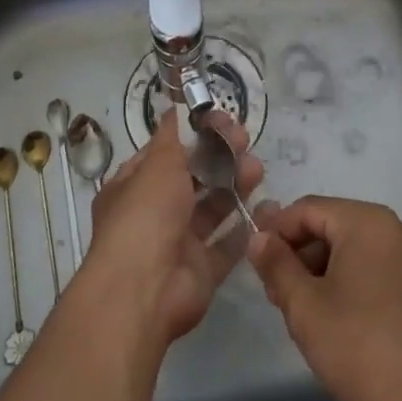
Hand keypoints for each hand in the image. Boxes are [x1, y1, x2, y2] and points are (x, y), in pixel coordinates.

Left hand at [71, 108, 263, 350]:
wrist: (144, 291)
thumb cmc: (145, 215)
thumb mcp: (157, 164)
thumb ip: (171, 137)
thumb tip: (173, 109)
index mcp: (134, 186)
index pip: (165, 153)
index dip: (191, 135)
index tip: (219, 120)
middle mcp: (154, 213)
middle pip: (192, 179)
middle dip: (219, 157)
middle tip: (244, 139)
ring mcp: (178, 243)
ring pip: (212, 208)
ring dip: (235, 185)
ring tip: (257, 168)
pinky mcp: (202, 270)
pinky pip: (227, 245)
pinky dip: (245, 226)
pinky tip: (267, 206)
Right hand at [246, 196, 401, 400]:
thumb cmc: (363, 350)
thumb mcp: (306, 308)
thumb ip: (277, 266)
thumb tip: (258, 237)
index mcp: (367, 221)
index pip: (308, 209)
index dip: (275, 230)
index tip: (254, 260)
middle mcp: (395, 229)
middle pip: (332, 226)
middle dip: (299, 255)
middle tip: (275, 293)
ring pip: (354, 251)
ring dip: (322, 272)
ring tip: (302, 312)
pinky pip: (376, 270)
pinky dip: (350, 284)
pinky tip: (336, 322)